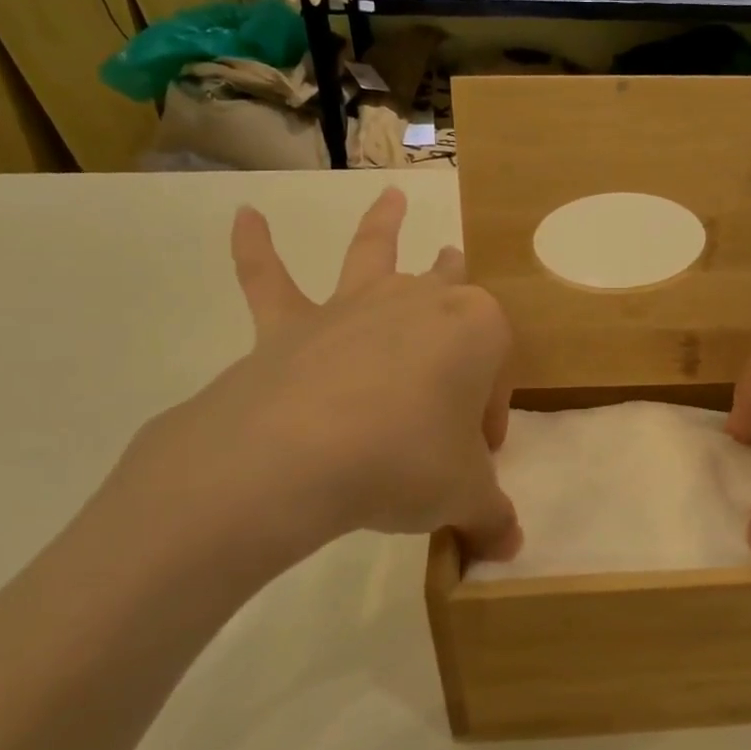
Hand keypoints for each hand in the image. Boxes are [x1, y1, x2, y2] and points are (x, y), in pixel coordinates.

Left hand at [99, 188, 520, 588]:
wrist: (298, 457)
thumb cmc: (406, 462)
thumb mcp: (463, 496)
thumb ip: (490, 518)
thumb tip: (506, 550)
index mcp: (477, 330)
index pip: (496, 369)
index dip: (491, 414)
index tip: (478, 457)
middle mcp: (420, 301)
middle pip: (449, 289)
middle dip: (459, 294)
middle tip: (461, 309)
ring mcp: (353, 305)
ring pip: (374, 254)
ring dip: (384, 226)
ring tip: (391, 198)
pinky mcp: (291, 325)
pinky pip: (269, 280)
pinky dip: (254, 250)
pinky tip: (244, 218)